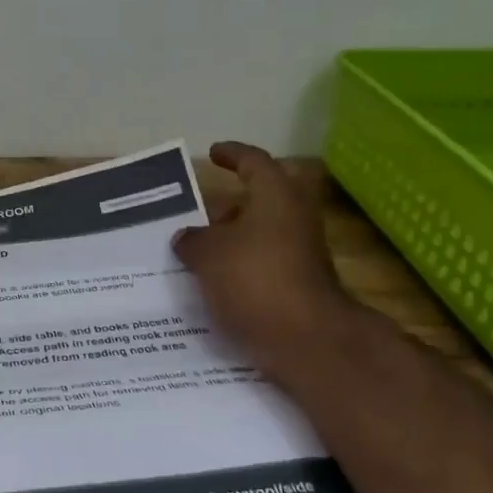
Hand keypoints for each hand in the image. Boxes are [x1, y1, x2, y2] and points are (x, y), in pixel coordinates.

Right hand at [173, 143, 351, 374]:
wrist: (306, 339)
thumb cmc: (255, 280)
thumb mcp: (208, 255)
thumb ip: (193, 240)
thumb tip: (186, 236)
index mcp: (276, 197)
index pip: (254, 162)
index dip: (232, 155)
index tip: (213, 153)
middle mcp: (294, 219)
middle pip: (260, 201)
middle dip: (229, 207)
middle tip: (199, 214)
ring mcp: (300, 254)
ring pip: (261, 236)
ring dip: (232, 240)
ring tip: (196, 252)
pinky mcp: (298, 285)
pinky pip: (262, 265)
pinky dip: (239, 267)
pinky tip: (212, 282)